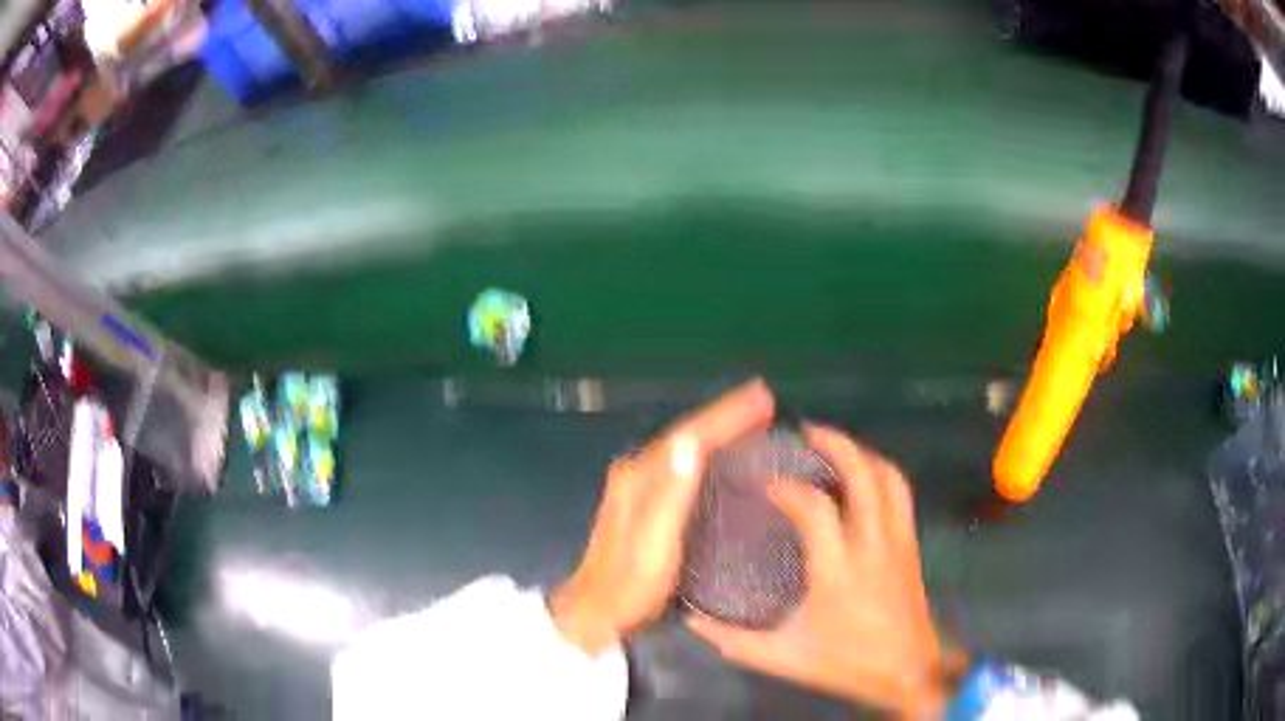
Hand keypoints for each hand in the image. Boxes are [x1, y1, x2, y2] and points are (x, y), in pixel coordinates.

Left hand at [550, 380, 774, 655]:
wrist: (593, 611)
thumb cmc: (629, 584)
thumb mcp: (653, 543)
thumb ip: (670, 493)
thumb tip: (692, 442)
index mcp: (640, 478)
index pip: (690, 435)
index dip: (726, 414)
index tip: (761, 396)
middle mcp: (635, 473)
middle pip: (686, 434)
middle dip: (724, 414)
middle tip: (762, 399)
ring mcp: (636, 488)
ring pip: (683, 447)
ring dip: (716, 429)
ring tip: (750, 417)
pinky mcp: (641, 503)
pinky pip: (680, 464)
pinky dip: (705, 451)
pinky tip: (721, 455)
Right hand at [685, 425, 965, 717]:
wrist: (907, 671)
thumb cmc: (845, 662)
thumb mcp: (781, 657)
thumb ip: (731, 639)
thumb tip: (690, 620)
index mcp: (837, 569)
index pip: (814, 508)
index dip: (787, 488)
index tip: (765, 484)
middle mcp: (871, 544)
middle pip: (862, 474)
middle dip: (836, 444)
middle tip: (808, 432)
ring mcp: (897, 541)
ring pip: (889, 477)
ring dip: (862, 453)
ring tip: (835, 446)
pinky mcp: (911, 545)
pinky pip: (901, 493)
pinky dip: (882, 472)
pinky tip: (864, 477)